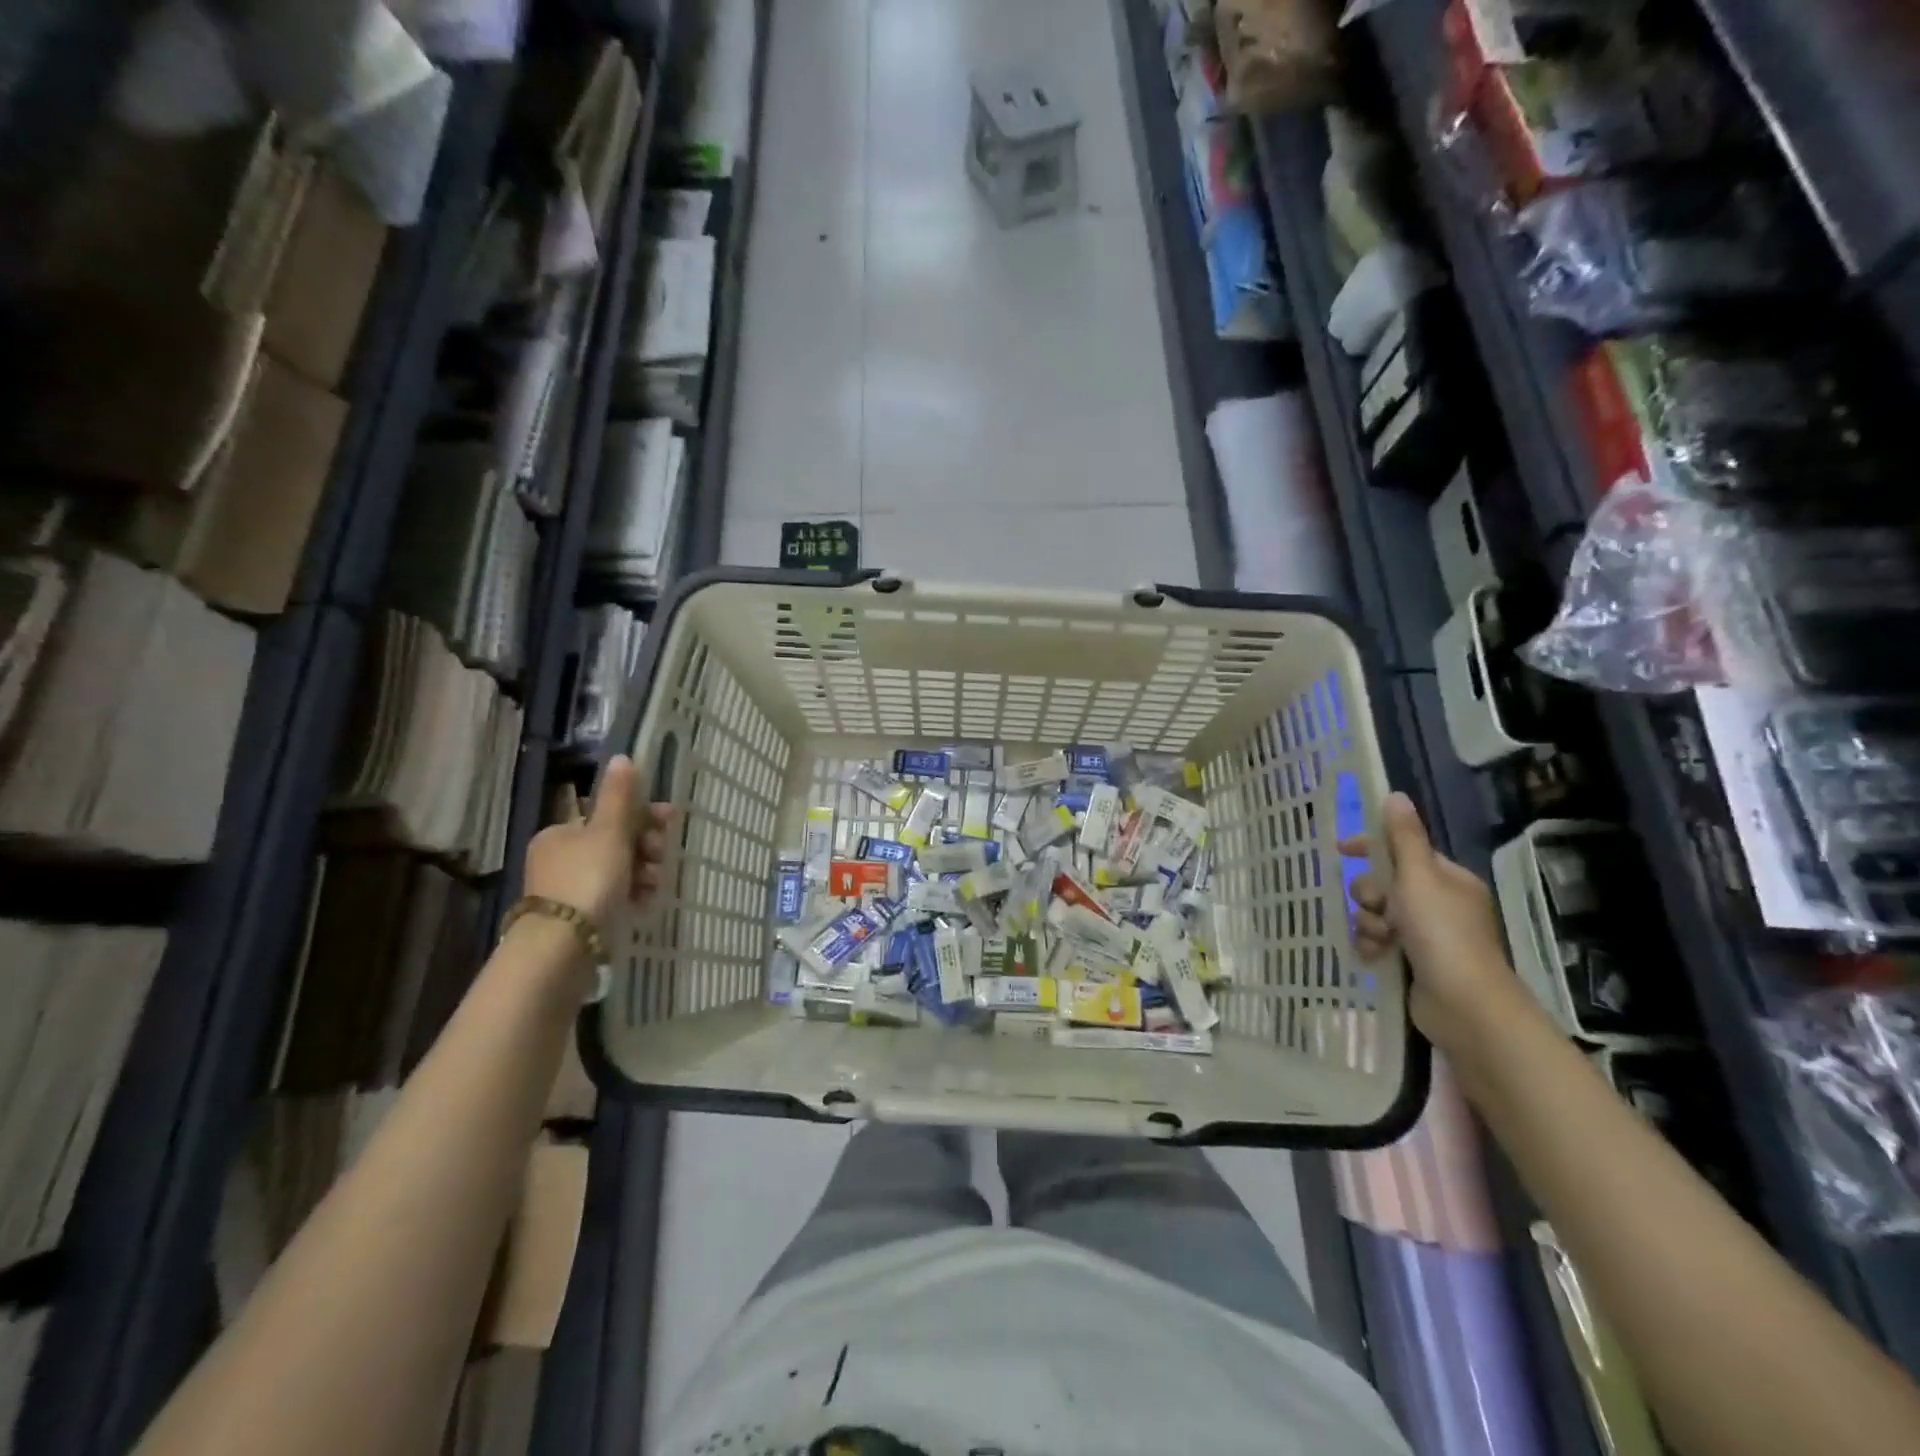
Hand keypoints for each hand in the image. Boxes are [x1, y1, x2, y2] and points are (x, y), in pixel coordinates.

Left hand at [522, 755, 674, 934]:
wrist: (562, 947)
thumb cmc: (587, 880)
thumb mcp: (608, 833)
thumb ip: (619, 797)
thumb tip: (622, 757)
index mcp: (561, 833)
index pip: (609, 815)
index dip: (643, 815)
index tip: (671, 820)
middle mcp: (560, 858)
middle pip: (616, 842)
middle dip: (646, 847)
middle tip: (661, 856)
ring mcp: (568, 890)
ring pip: (618, 871)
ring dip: (643, 873)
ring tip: (654, 885)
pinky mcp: (578, 919)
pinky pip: (614, 897)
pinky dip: (632, 896)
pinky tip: (644, 903)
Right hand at [1340, 792, 1533, 1055]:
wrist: (1464, 1005)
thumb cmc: (1441, 933)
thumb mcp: (1418, 878)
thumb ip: (1403, 838)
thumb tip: (1395, 795)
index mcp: (1447, 879)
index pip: (1403, 850)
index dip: (1371, 848)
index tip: (1341, 849)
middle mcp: (1439, 904)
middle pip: (1385, 884)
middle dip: (1370, 895)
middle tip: (1376, 907)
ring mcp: (1428, 935)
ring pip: (1378, 914)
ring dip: (1370, 923)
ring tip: (1380, 940)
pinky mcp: (1414, 962)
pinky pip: (1379, 942)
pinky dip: (1373, 946)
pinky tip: (1374, 956)